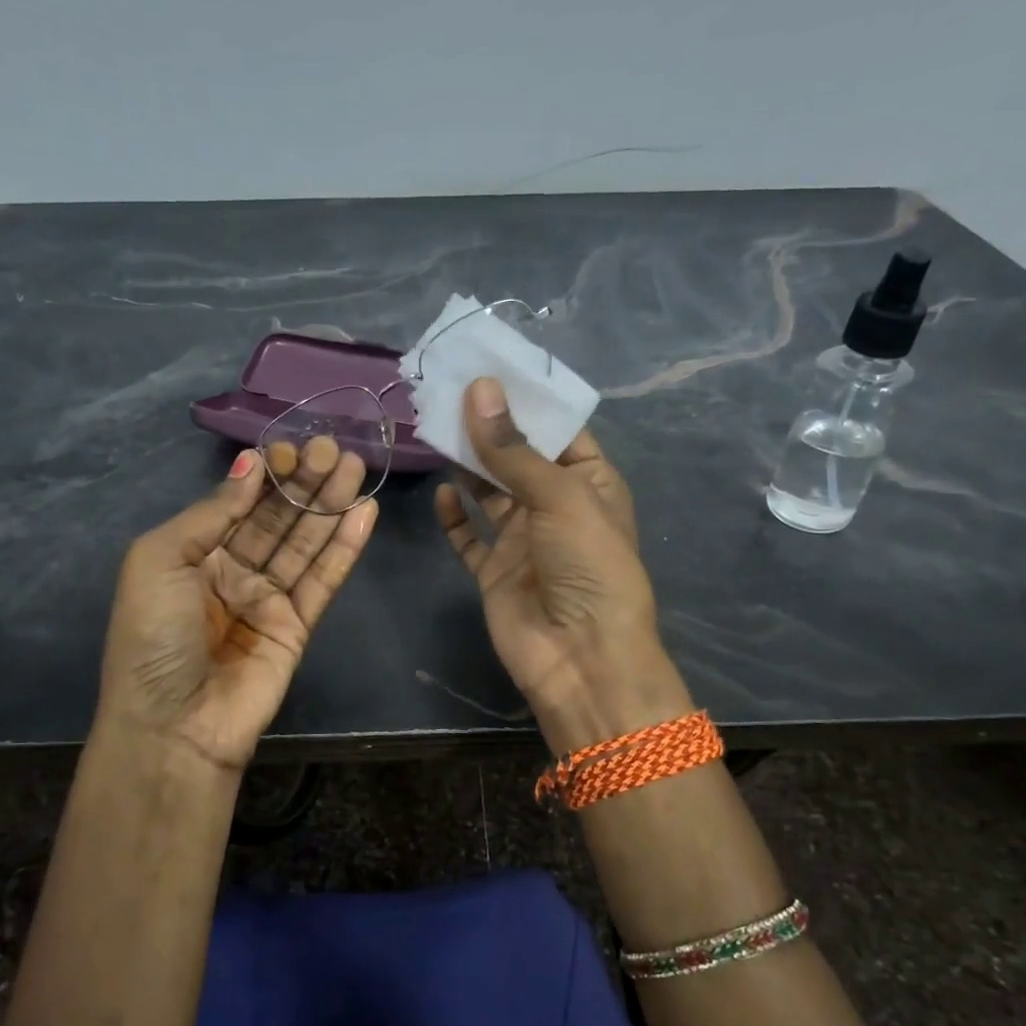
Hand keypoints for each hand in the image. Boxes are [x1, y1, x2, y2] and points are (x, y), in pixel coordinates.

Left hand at [95, 437, 376, 777]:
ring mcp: (267, 601)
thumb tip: (251, 467)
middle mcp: (231, 573)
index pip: (238, 504)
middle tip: (334, 448)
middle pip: (277, 520)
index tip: (294, 448)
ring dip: (330, 506)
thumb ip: (212, 512)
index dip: (267, 476)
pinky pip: (323, 581)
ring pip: (305, 545)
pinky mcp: (298, 627)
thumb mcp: (160, 560)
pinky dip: (344, 548)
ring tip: (356, 467)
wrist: (173, 726)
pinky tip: (363, 513)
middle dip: (305, 484)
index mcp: (192, 555)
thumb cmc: (153, 636)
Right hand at [434, 378, 691, 753]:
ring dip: (467, 466)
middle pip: (518, 458)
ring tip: (435, 429)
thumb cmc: (587, 565)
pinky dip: (455, 517)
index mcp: (590, 483)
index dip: (526, 401)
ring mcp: (524, 541)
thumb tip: (479, 388)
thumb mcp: (559, 496)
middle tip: (447, 392)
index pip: (558, 431)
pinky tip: (442, 493)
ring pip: (490, 493)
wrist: (580, 657)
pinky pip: (470, 538)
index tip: (487, 368)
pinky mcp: (495, 572)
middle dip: (488, 429)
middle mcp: (556, 508)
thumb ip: (513, 448)